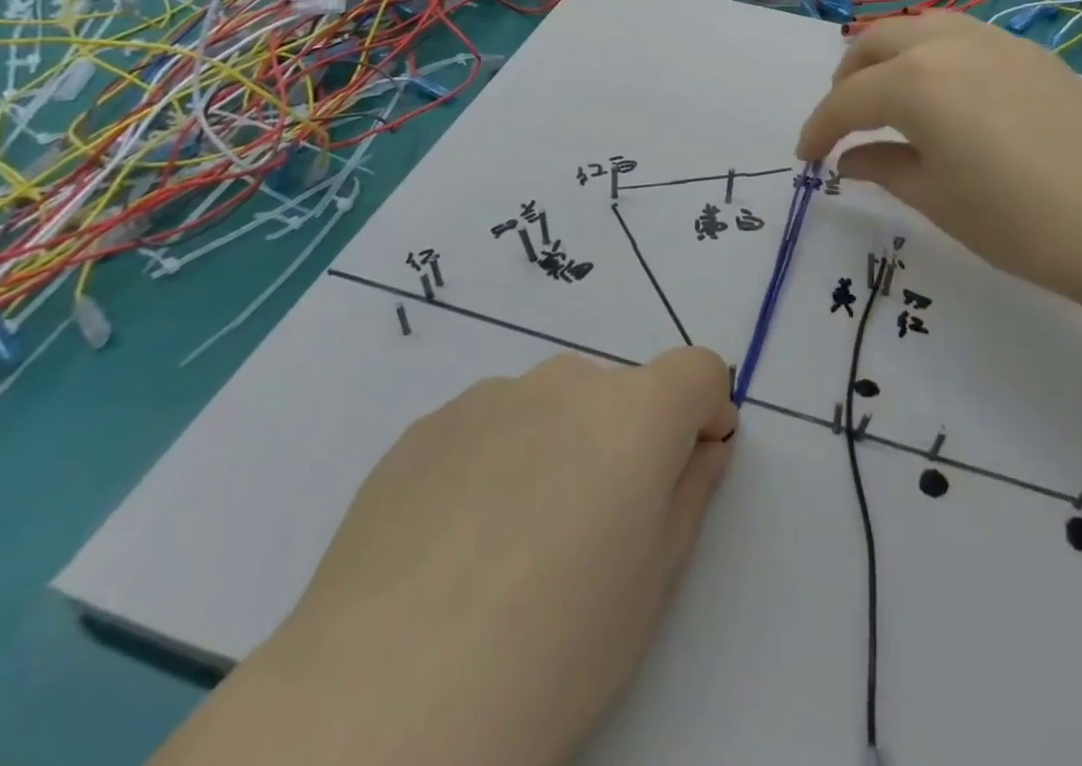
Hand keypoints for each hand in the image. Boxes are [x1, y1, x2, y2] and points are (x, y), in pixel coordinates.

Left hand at [155, 346, 736, 765]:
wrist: (377, 709)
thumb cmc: (550, 654)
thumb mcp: (650, 585)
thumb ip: (688, 494)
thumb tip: (700, 448)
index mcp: (633, 414)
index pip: (697, 370)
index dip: (704, 412)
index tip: (691, 463)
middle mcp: (564, 382)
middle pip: (619, 392)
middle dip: (625, 440)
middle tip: (592, 530)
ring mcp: (488, 398)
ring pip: (550, 407)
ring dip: (558, 448)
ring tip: (513, 546)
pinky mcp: (425, 427)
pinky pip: (488, 427)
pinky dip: (496, 462)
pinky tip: (456, 546)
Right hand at [796, 9, 1081, 310]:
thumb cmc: (1022, 222)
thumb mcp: (938, 201)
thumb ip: (884, 169)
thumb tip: (850, 161)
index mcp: (915, 82)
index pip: (846, 101)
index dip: (818, 129)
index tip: (807, 157)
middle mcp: (946, 44)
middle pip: (874, 44)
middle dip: (847, 81)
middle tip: (844, 124)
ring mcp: (994, 41)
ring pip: (918, 27)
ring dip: (888, 56)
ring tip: (889, 97)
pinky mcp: (1030, 51)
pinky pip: (960, 35)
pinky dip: (932, 54)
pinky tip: (946, 93)